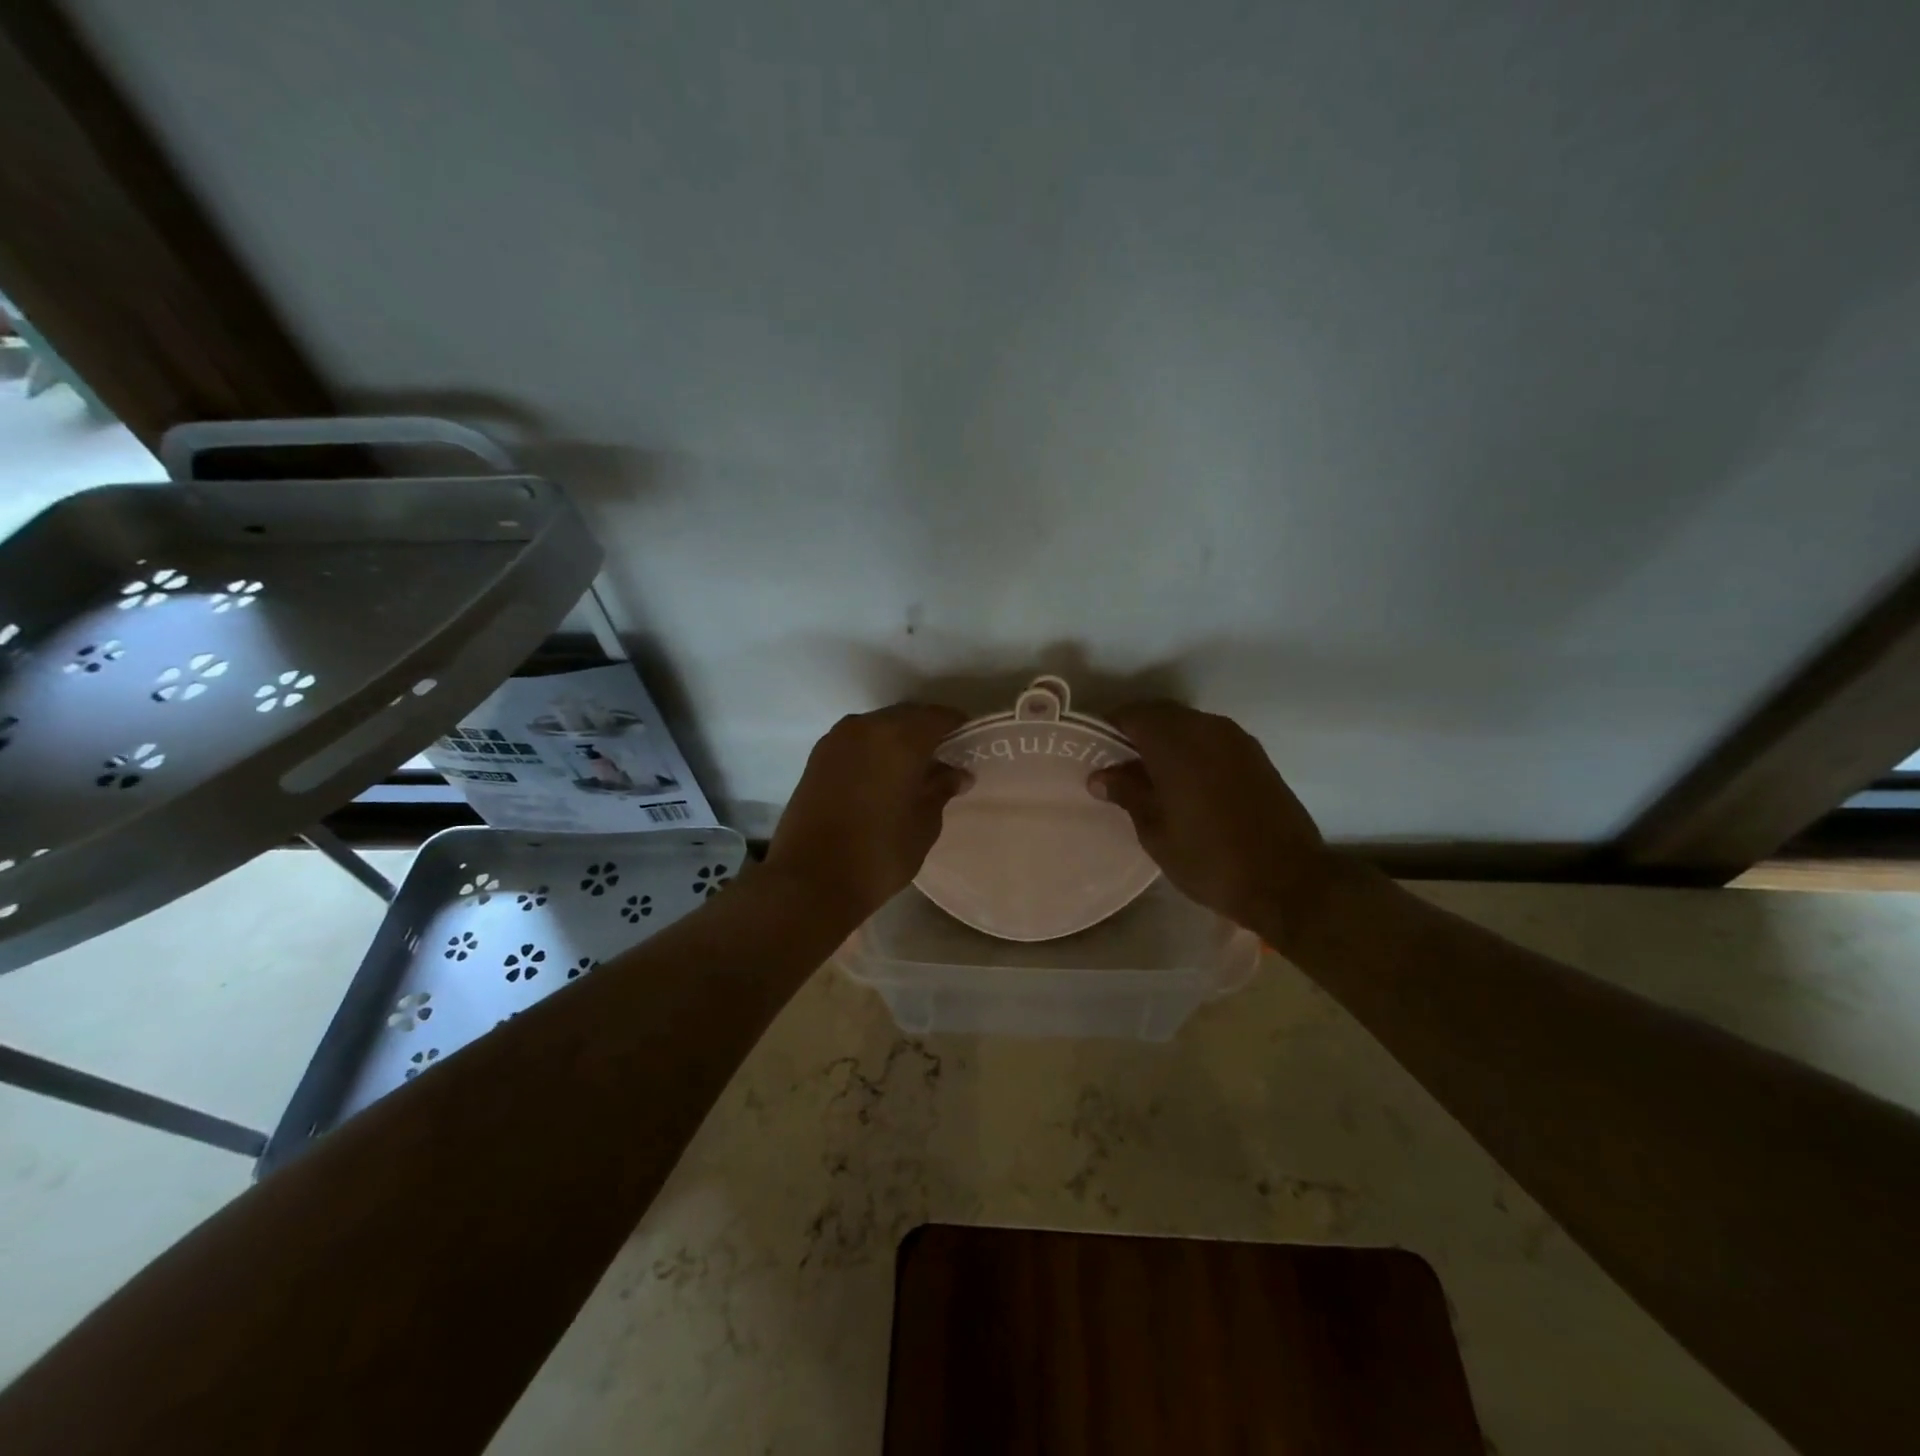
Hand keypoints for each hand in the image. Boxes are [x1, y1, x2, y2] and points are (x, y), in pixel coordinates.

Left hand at [764, 703, 968, 924]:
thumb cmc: (879, 853)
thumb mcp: (924, 824)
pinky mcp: (816, 757)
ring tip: (912, 771)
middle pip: (907, 717)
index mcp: (900, 737)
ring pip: (878, 727)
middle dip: (927, 733)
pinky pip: (856, 742)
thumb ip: (940, 789)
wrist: (810, 880)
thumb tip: (955, 773)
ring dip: (897, 740)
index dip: (958, 727)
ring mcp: (836, 740)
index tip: (969, 746)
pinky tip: (882, 777)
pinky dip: (874, 750)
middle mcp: (866, 727)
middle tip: (944, 760)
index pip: (939, 717)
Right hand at [1089, 701, 1335, 940]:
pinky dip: (1192, 750)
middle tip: (1118, 765)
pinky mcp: (1256, 756)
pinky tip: (1184, 782)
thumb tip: (1100, 776)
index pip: (1132, 715)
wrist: (1288, 882)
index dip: (1108, 728)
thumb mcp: (1156, 832)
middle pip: (1161, 714)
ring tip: (1149, 776)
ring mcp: (1237, 740)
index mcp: (1176, 743)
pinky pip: (1212, 739)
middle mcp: (1207, 729)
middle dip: (1136, 733)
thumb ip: (1128, 794)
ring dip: (1166, 741)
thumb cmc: (1210, 859)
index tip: (1094, 752)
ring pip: (1188, 725)